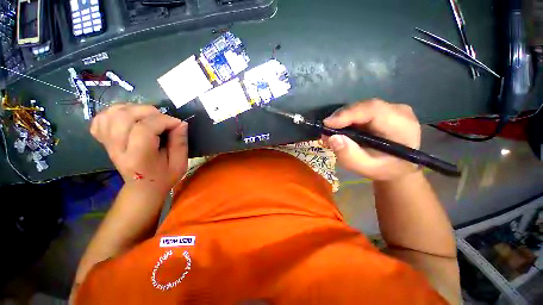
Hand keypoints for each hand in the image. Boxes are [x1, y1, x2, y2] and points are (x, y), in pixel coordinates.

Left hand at [90, 104, 188, 192]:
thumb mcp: (180, 164)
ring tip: (148, 116)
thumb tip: (181, 123)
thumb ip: (180, 143)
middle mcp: (118, 148)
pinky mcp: (104, 140)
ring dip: (133, 109)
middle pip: (124, 117)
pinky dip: (115, 112)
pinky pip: (101, 118)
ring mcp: (108, 143)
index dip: (163, 120)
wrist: (143, 187)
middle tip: (162, 118)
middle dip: (148, 111)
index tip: (177, 123)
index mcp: (139, 157)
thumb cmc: (164, 176)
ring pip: (111, 114)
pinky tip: (129, 118)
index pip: (144, 129)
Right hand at [322, 99, 420, 180]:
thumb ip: (349, 156)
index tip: (327, 124)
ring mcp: (391, 109)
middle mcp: (398, 111)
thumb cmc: (384, 170)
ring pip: (360, 108)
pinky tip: (340, 129)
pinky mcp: (383, 111)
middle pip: (364, 107)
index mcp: (401, 126)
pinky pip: (361, 111)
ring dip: (342, 119)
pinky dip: (347, 120)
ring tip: (331, 133)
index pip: (373, 110)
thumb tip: (332, 138)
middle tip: (326, 131)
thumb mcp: (366, 168)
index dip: (347, 114)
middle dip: (341, 118)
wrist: (398, 167)